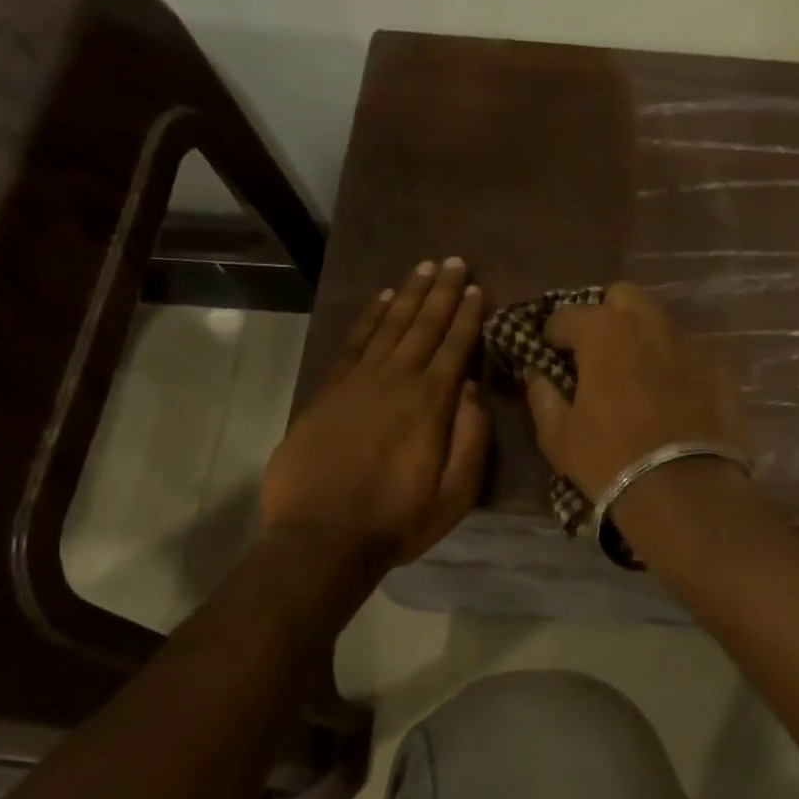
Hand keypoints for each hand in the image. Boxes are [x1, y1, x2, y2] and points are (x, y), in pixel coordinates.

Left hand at [261, 258, 488, 567]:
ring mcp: (358, 381)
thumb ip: (471, 437)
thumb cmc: (397, 519)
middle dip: (443, 292)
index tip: (477, 288)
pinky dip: (370, 317)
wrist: (321, 537)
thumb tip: (471, 387)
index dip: (468, 316)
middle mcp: (396, 380)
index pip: (455, 346)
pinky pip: (354, 342)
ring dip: (410, 295)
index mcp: (431, 403)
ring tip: (425, 268)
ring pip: (390, 326)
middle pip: (424, 325)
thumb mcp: (456, 493)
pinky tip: (382, 299)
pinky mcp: (329, 390)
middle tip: (455, 261)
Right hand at [524, 282, 745, 500]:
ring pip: (661, 321)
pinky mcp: (721, 365)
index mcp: (603, 332)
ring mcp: (690, 341)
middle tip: (599, 351)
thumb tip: (537, 374)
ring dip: (644, 337)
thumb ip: (542, 396)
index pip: (569, 314)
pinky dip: (677, 362)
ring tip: (639, 372)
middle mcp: (648, 323)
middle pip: (623, 297)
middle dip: (606, 316)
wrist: (684, 491)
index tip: (551, 351)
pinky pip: (691, 350)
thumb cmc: (610, 461)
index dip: (555, 332)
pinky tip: (675, 393)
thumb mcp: (558, 437)